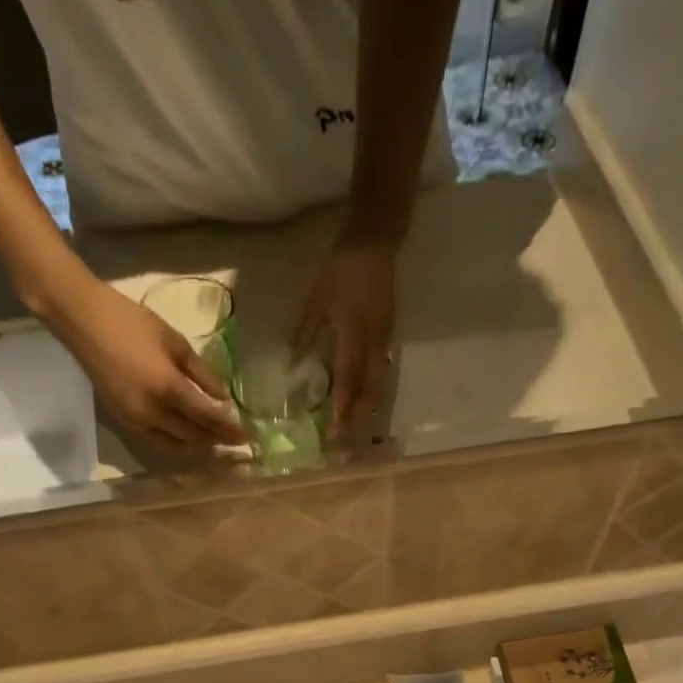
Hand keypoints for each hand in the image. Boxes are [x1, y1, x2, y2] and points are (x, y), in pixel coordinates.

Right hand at [40, 272, 245, 448]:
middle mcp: (154, 413)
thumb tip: (223, 397)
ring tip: (214, 438)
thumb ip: (201, 372)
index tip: (248, 436)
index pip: (209, 418)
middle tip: (235, 439)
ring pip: (176, 445)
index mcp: (168, 388)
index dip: (231, 429)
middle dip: (218, 440)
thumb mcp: (174, 341)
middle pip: (195, 437)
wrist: (82, 320)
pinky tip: (187, 434)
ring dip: (198, 444)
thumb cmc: (131, 321)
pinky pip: (158, 441)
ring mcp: (137, 421)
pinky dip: (177, 442)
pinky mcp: (124, 421)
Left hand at [293, 239, 396, 438]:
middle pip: (369, 390)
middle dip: (358, 417)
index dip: (341, 409)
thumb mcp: (317, 300)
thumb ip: (306, 332)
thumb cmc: (342, 269)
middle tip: (348, 440)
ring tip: (358, 427)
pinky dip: (373, 388)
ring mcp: (384, 340)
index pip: (348, 382)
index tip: (334, 432)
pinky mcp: (389, 334)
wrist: (376, 242)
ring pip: (378, 383)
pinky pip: (381, 369)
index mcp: (353, 337)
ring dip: (368, 407)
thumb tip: (293, 362)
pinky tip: (366, 398)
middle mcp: (372, 344)